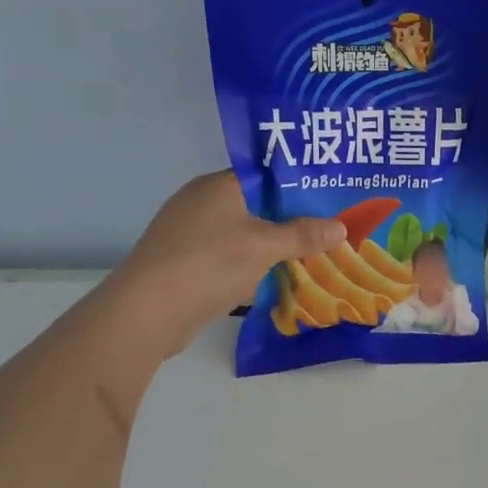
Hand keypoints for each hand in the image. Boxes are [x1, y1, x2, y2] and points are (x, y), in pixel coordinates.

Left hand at [108, 171, 346, 357]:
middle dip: (290, 220)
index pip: (265, 174)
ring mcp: (190, 235)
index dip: (298, 184)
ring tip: (311, 255)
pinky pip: (228, 259)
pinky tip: (275, 280)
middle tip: (329, 228)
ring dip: (271, 248)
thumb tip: (341, 227)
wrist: (147, 313)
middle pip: (257, 206)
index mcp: (218, 185)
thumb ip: (303, 235)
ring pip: (243, 235)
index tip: (330, 196)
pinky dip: (250, 267)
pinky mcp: (185, 264)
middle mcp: (202, 203)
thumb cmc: (208, 264)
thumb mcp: (264, 246)